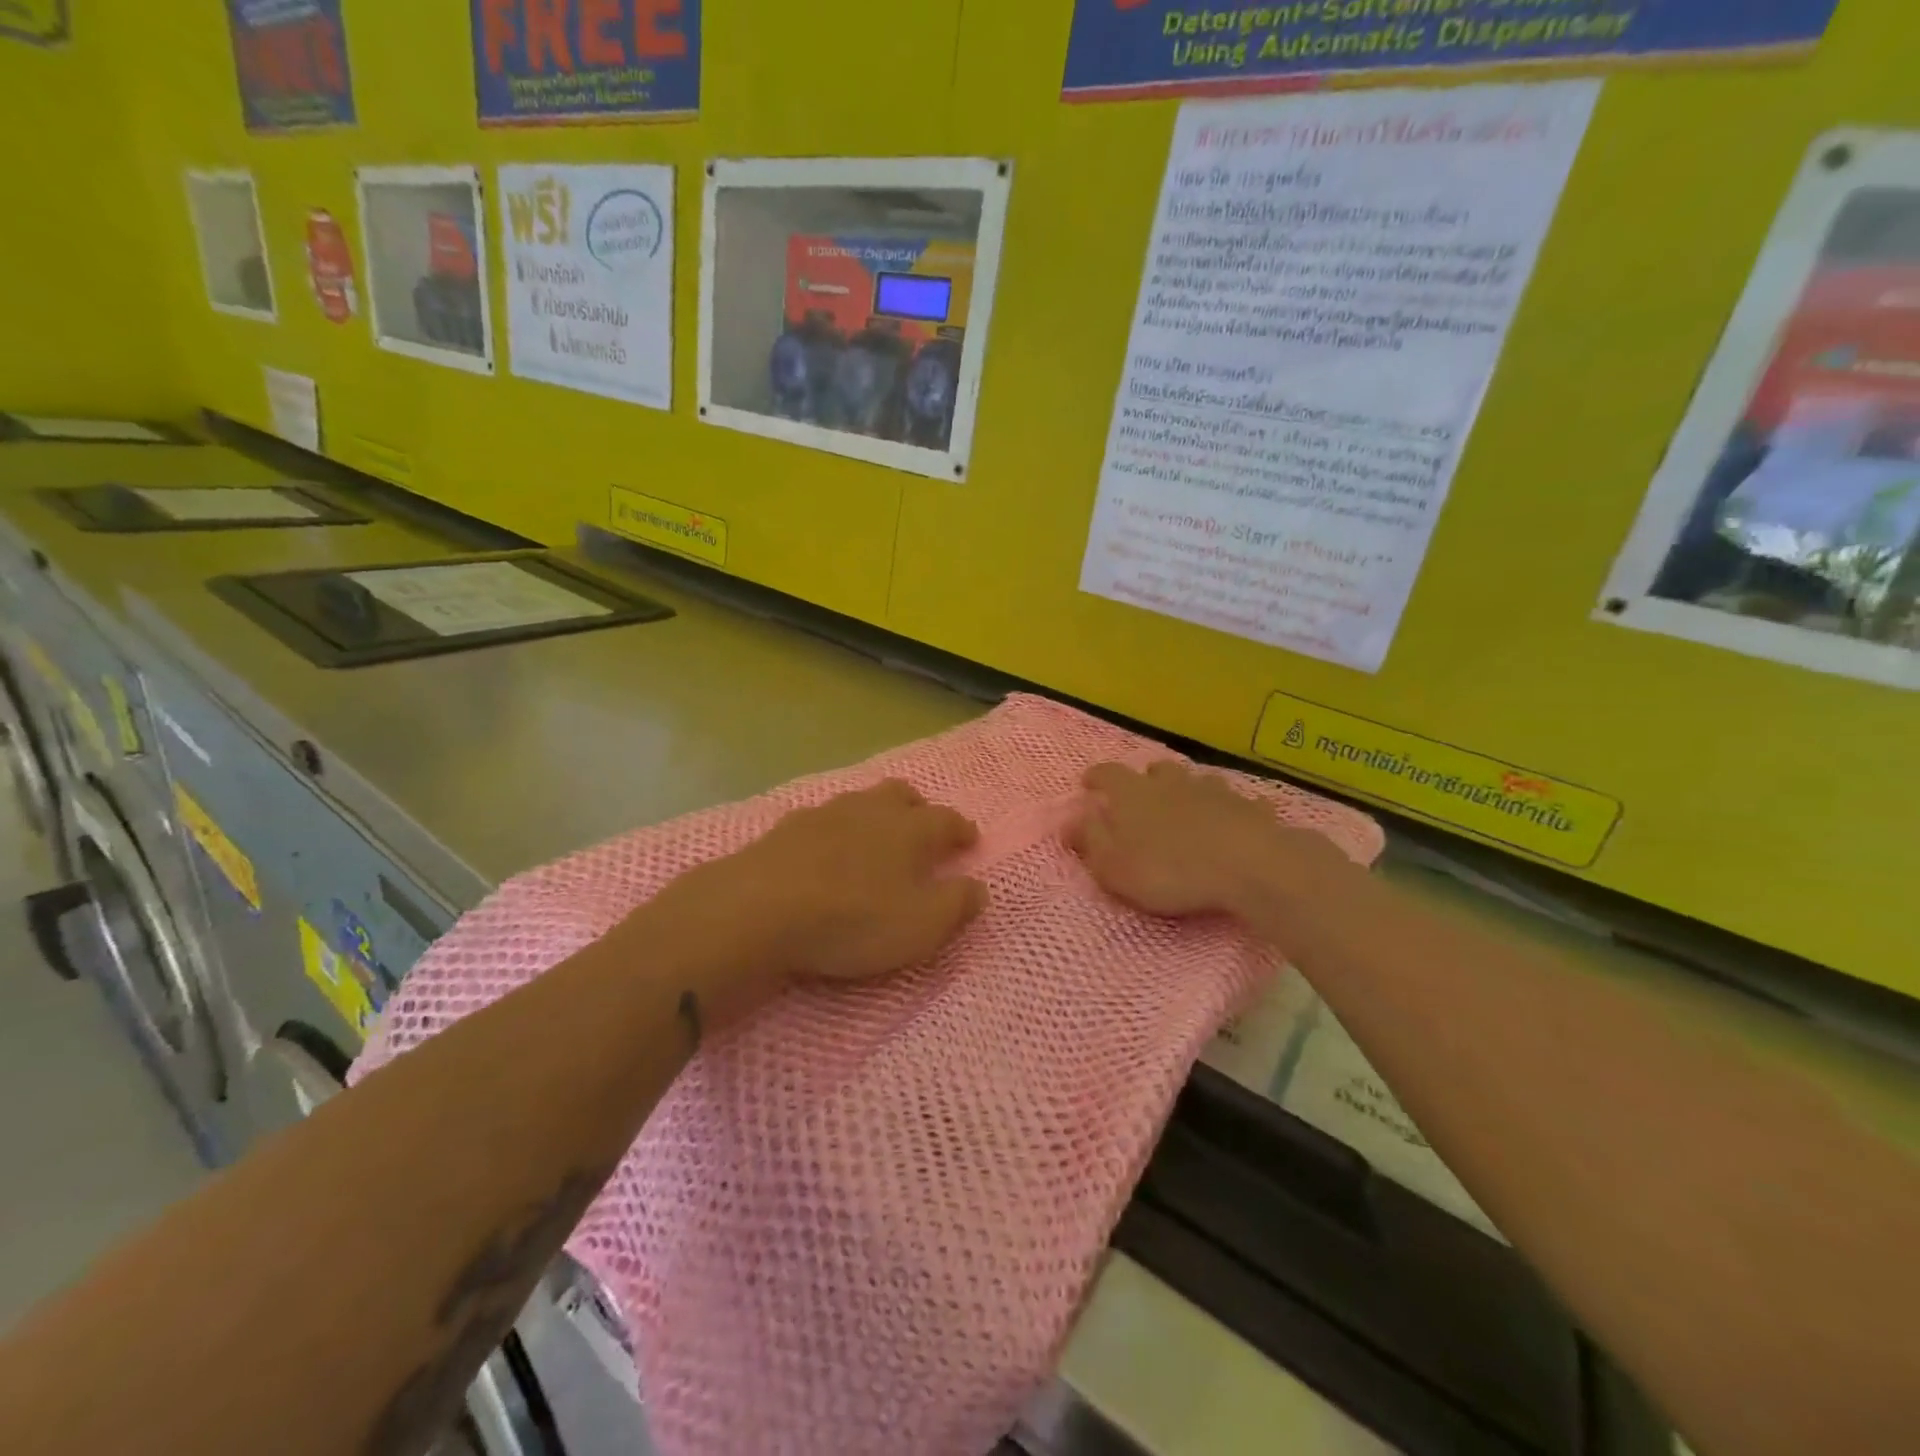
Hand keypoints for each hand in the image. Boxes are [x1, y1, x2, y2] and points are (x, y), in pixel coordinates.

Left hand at [669, 780, 987, 991]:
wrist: (759, 908)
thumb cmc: (852, 918)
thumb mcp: (920, 925)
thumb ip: (956, 904)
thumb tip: (978, 887)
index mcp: (909, 829)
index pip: (946, 819)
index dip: (961, 830)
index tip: (969, 840)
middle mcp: (870, 810)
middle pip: (901, 795)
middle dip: (918, 807)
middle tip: (923, 826)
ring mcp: (824, 814)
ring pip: (860, 802)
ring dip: (874, 814)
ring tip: (875, 836)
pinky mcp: (786, 828)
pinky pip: (822, 820)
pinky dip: (835, 831)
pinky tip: (826, 850)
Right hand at [1070, 761, 1350, 922]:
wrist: (1248, 866)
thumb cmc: (1169, 870)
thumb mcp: (1113, 866)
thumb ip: (1090, 841)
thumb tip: (1069, 820)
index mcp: (1133, 794)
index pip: (1107, 774)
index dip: (1096, 777)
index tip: (1088, 784)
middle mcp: (1172, 783)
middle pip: (1155, 770)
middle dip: (1146, 780)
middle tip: (1142, 796)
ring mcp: (1214, 791)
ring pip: (1197, 781)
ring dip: (1188, 790)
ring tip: (1187, 807)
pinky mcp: (1250, 808)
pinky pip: (1239, 803)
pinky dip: (1232, 810)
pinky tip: (1236, 821)